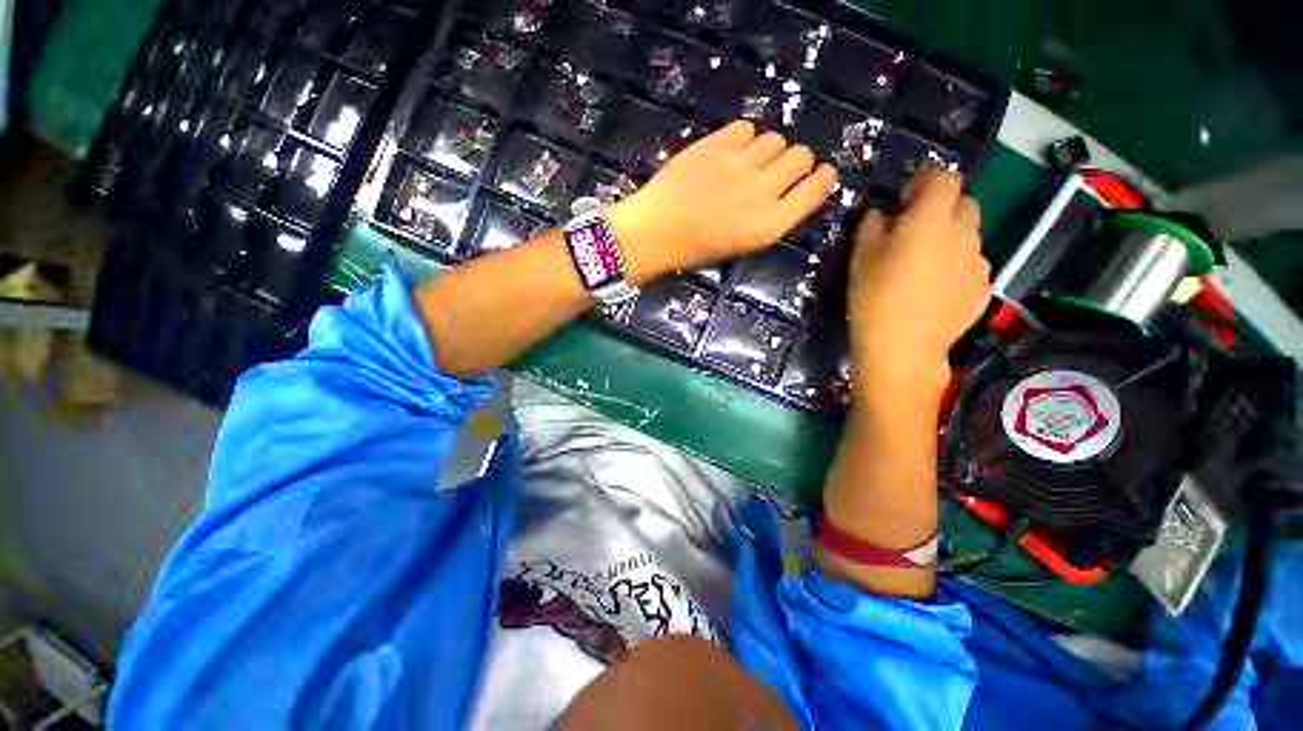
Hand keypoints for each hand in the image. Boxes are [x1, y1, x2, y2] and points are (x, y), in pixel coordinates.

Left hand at [609, 120, 837, 283]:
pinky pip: (745, 128)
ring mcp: (739, 163)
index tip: (818, 174)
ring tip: (747, 163)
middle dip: (795, 162)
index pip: (816, 188)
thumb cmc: (697, 249)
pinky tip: (728, 152)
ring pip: (775, 139)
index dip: (822, 178)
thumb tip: (791, 190)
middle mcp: (762, 191)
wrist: (655, 233)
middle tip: (774, 171)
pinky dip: (743, 138)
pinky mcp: (716, 144)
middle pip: (801, 155)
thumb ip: (773, 217)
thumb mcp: (743, 245)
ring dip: (767, 150)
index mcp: (770, 224)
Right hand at [847, 170, 989, 393]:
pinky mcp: (983, 288)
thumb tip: (881, 215)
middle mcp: (964, 233)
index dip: (925, 182)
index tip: (905, 198)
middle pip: (965, 203)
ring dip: (950, 240)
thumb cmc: (874, 298)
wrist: (903, 348)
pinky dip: (956, 267)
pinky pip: (972, 266)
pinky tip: (936, 290)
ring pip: (969, 237)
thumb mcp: (859, 258)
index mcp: (932, 219)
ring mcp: (979, 262)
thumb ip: (871, 226)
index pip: (944, 178)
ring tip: (924, 266)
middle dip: (942, 208)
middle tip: (915, 231)